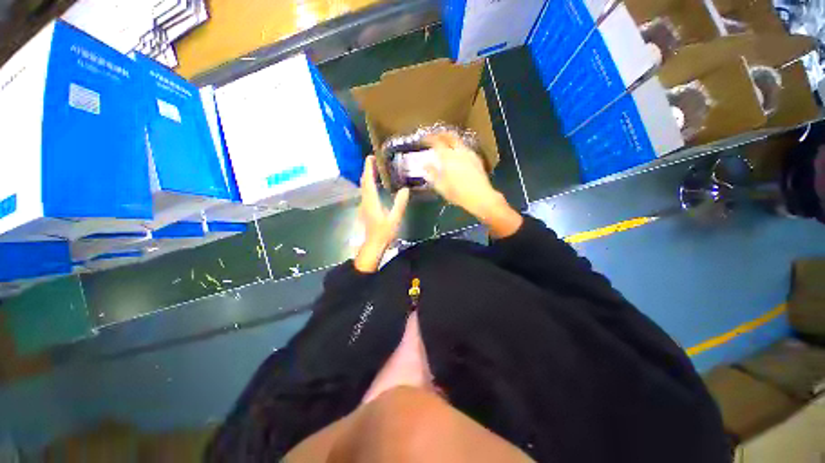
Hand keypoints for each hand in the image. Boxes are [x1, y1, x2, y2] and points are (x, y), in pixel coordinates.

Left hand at [355, 156, 409, 272]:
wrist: (373, 245)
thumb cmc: (383, 233)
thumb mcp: (394, 218)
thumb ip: (400, 203)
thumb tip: (405, 189)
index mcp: (371, 200)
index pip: (368, 180)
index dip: (368, 168)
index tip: (370, 157)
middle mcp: (366, 200)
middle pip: (364, 182)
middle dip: (367, 169)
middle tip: (374, 159)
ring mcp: (364, 205)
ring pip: (364, 187)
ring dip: (367, 176)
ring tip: (375, 169)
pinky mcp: (366, 209)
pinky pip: (366, 192)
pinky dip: (369, 184)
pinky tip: (376, 185)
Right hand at [423, 132, 498, 216]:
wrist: (481, 196)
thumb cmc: (458, 193)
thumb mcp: (440, 186)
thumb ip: (432, 173)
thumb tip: (425, 164)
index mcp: (447, 156)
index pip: (436, 141)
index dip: (429, 138)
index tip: (424, 139)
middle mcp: (459, 151)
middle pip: (450, 136)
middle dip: (442, 134)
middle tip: (436, 136)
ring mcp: (469, 154)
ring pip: (459, 141)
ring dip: (451, 140)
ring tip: (446, 145)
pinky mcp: (477, 159)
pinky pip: (465, 148)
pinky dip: (459, 148)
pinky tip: (458, 155)